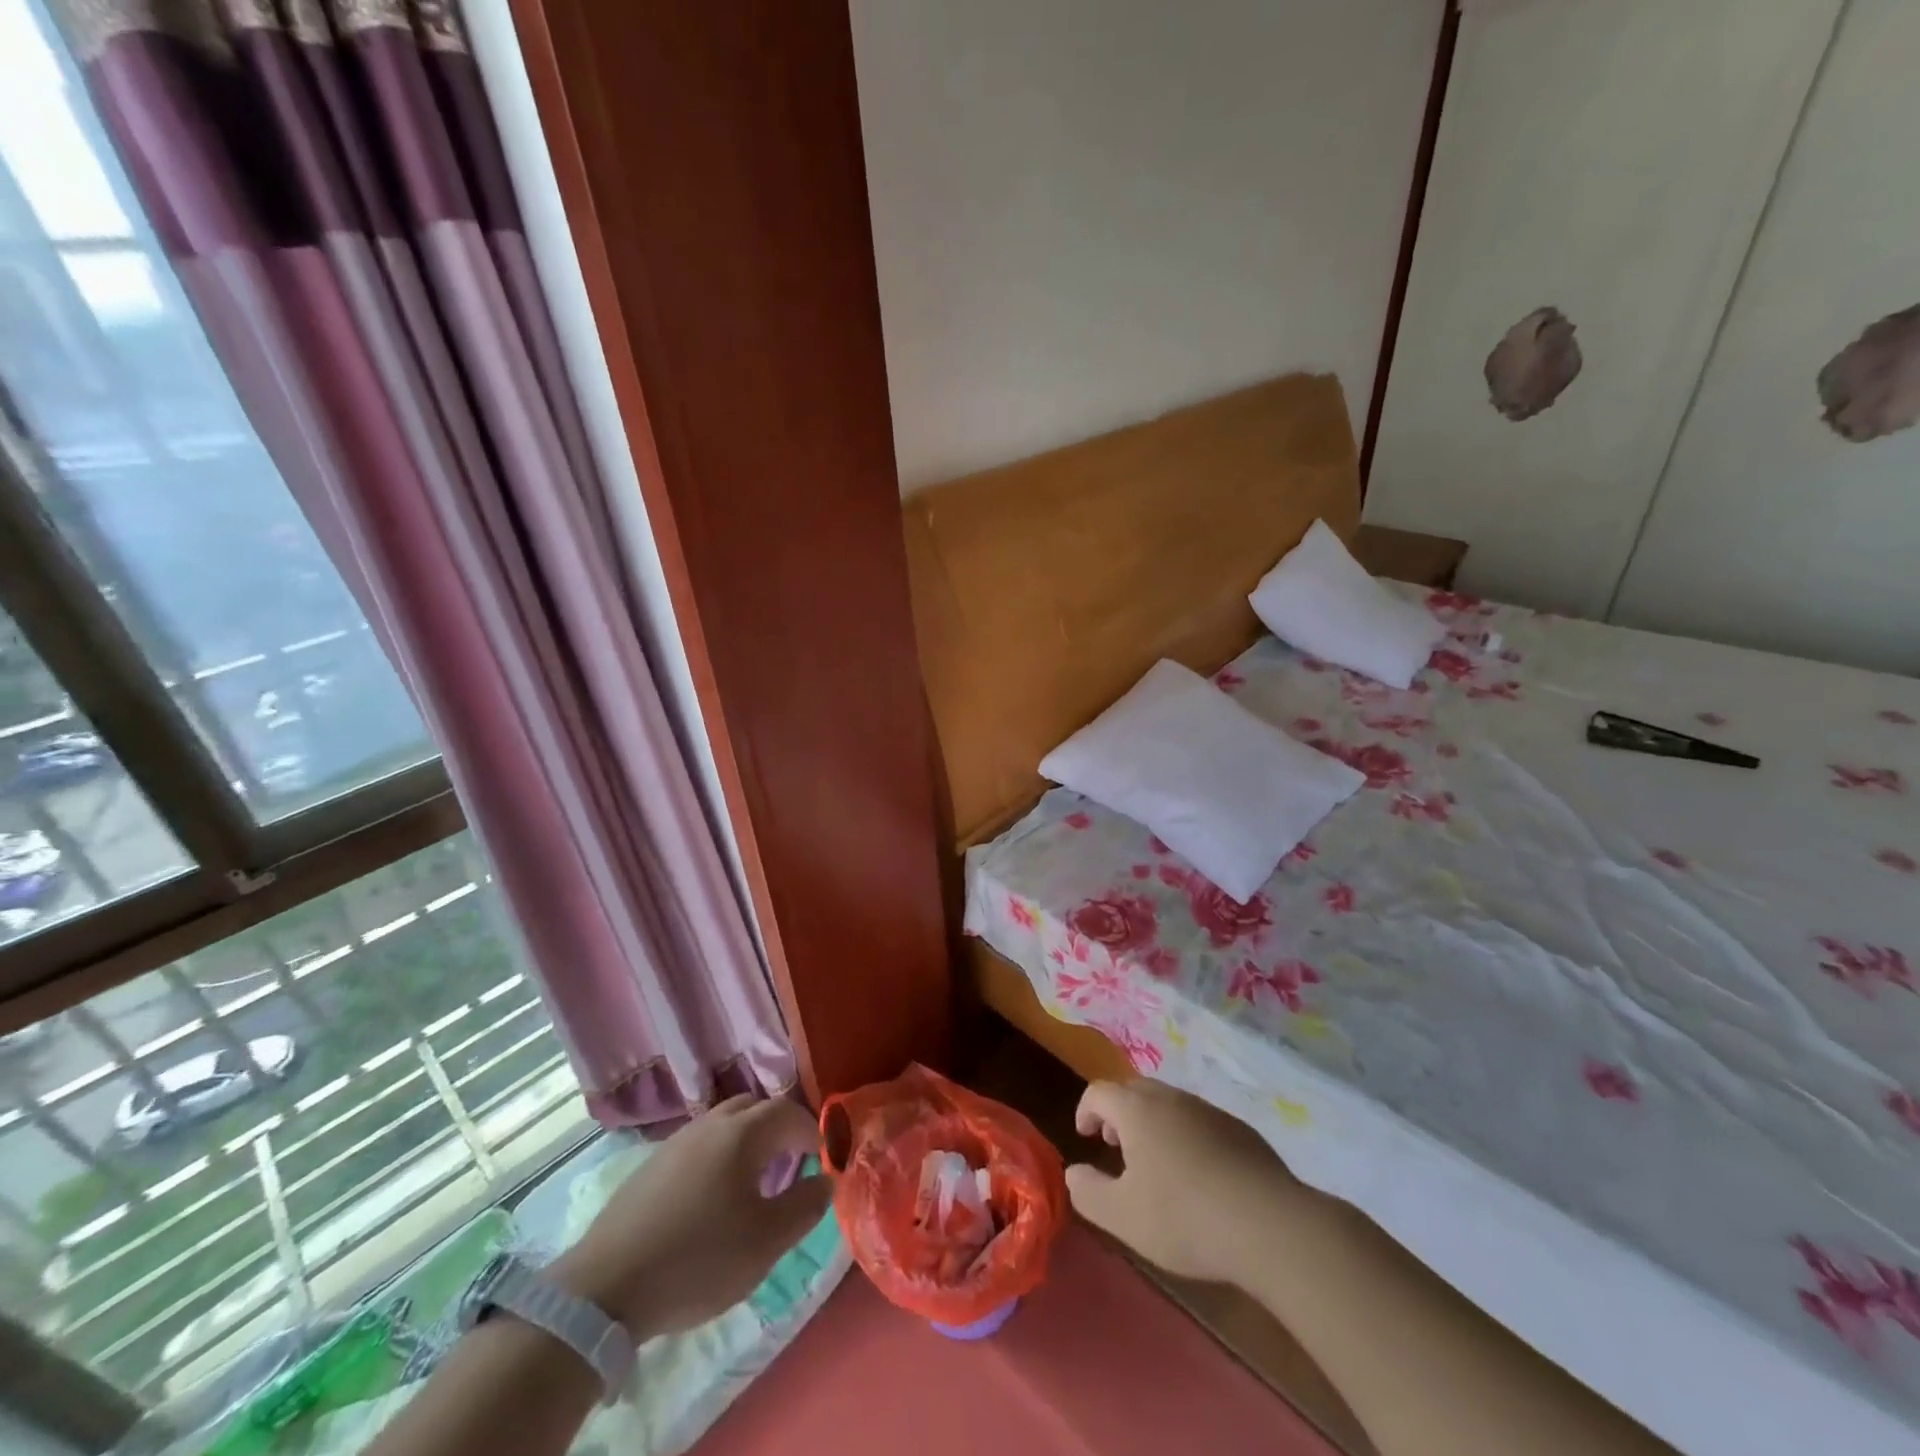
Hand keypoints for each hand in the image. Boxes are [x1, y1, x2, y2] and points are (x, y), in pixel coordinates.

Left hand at [550, 1094, 829, 1339]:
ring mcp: (677, 1141)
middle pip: (755, 1108)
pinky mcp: (652, 1164)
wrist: (605, 1288)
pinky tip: (712, 1196)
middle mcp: (711, 1124)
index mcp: (743, 1133)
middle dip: (779, 1128)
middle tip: (791, 1164)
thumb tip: (826, 1180)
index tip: (822, 1160)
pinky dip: (719, 1155)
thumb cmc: (698, 1260)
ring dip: (748, 1140)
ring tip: (754, 1181)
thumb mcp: (765, 1242)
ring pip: (725, 1123)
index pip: (789, 1113)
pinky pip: (700, 1143)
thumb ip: (804, 1207)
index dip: (811, 1132)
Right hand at [1066, 1079, 1301, 1284]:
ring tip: (1155, 1164)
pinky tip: (1198, 1176)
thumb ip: (1088, 1191)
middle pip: (1134, 1090)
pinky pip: (1199, 1121)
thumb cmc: (1184, 1217)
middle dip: (1119, 1113)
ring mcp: (1209, 1110)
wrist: (1270, 1224)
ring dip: (1152, 1124)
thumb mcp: (1122, 1217)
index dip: (1085, 1110)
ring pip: (1169, 1104)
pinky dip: (1186, 1136)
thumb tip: (1073, 1172)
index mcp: (1137, 1110)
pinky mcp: (1239, 1129)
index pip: (1099, 1092)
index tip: (1085, 1137)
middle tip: (1116, 1146)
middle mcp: (1171, 1097)